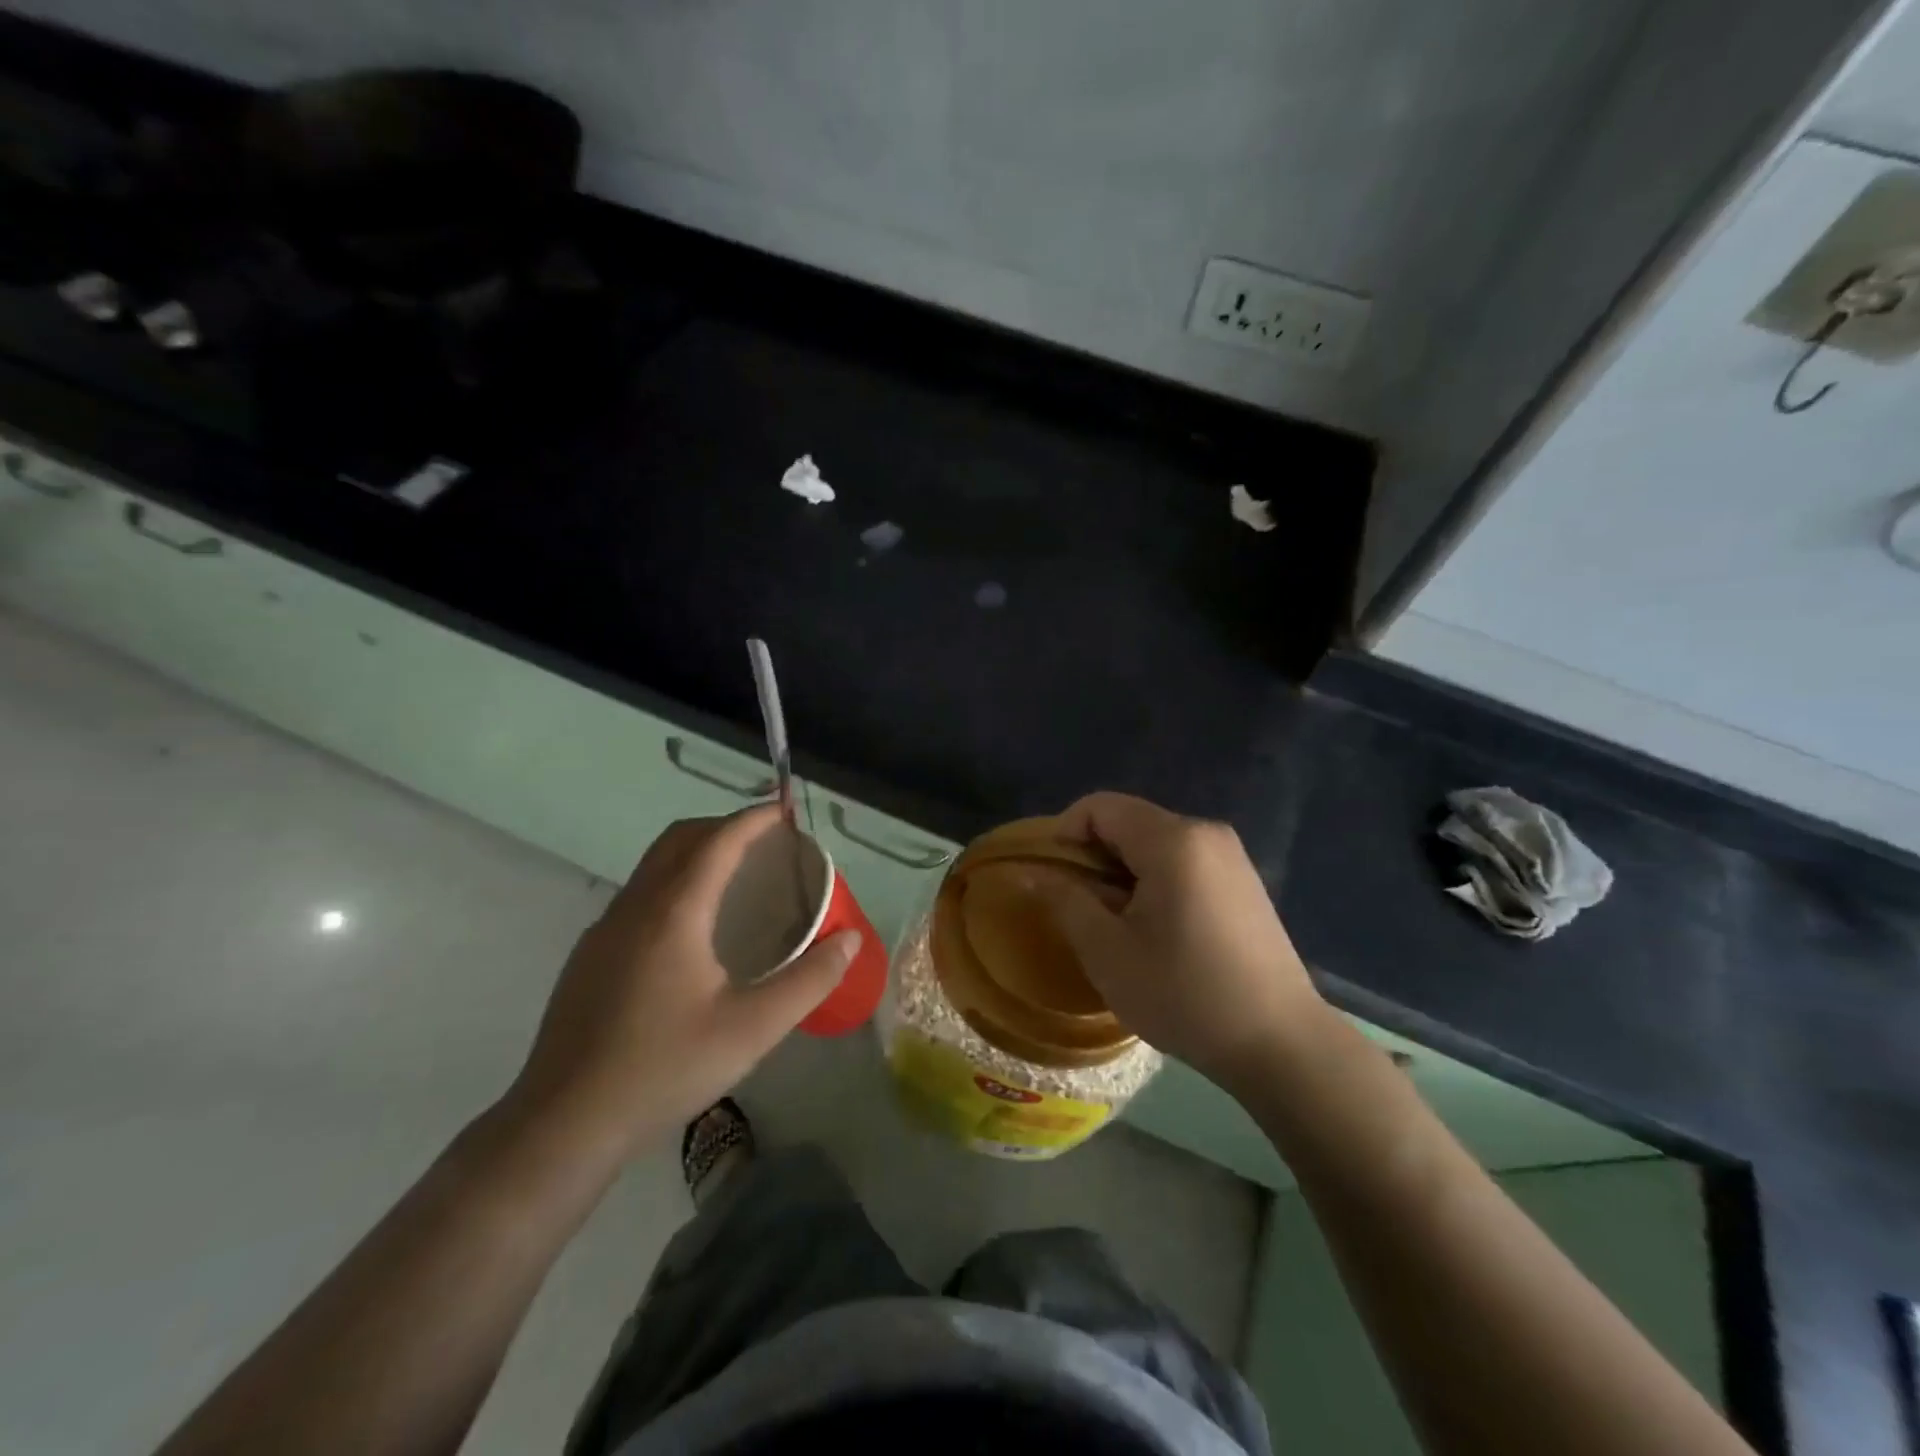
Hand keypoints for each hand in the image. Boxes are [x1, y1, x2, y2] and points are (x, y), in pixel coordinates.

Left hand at [503, 804, 858, 1159]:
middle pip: (679, 839)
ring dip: (695, 852)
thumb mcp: (753, 1030)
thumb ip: (809, 980)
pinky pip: (638, 894)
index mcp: (673, 913)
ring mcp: (604, 930)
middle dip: (723, 826)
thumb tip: (850, 939)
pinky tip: (691, 929)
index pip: (718, 841)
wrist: (563, 1124)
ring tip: (735, 877)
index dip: (753, 818)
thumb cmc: (664, 1068)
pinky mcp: (589, 956)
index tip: (784, 810)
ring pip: (653, 865)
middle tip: (765, 841)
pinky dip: (673, 882)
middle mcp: (634, 907)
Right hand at [1052, 792, 1326, 1095]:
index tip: (1051, 877)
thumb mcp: (1107, 952)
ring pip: (1156, 843)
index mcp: (1173, 840)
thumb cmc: (1184, 994)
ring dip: (1123, 871)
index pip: (1100, 806)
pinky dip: (1155, 880)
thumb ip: (1065, 901)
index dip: (1064, 833)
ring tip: (1115, 923)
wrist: (1281, 1044)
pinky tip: (1157, 929)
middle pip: (1129, 821)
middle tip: (1079, 906)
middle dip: (1093, 856)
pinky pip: (1184, 861)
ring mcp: (1231, 856)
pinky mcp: (1244, 882)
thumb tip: (1034, 872)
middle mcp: (1205, 832)